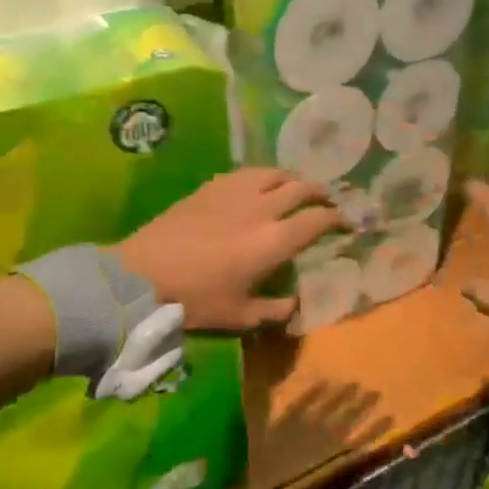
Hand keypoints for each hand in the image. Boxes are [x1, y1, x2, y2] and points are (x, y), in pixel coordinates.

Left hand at [118, 169, 348, 332]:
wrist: (142, 274)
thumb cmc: (195, 299)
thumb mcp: (239, 316)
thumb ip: (274, 310)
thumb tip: (295, 304)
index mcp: (275, 240)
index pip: (318, 219)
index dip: (338, 219)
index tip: (346, 223)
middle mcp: (262, 208)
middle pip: (302, 187)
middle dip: (321, 192)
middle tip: (328, 200)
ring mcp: (235, 192)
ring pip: (275, 172)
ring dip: (293, 178)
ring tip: (296, 187)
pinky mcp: (211, 187)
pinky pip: (246, 172)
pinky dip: (263, 176)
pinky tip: (259, 184)